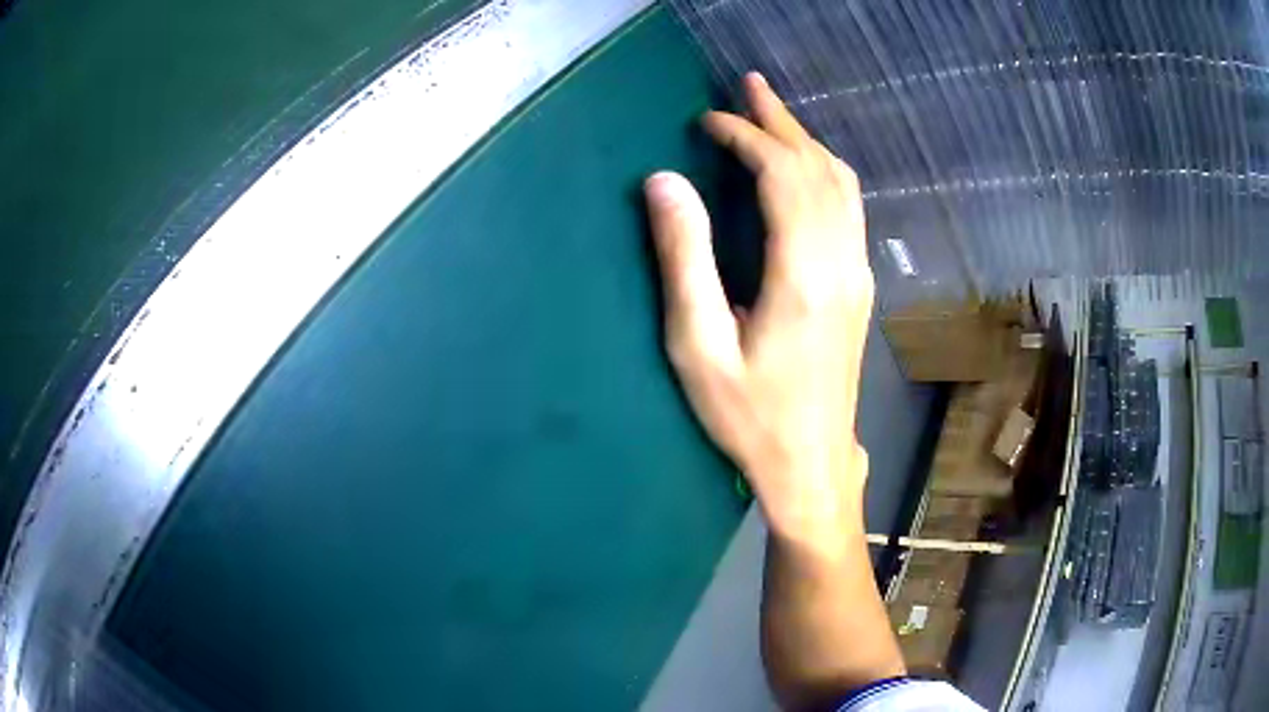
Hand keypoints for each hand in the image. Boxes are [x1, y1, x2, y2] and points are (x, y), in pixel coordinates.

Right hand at [645, 72, 873, 551]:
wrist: (809, 460)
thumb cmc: (748, 414)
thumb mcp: (697, 345)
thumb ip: (684, 258)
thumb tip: (665, 183)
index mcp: (802, 272)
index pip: (782, 174)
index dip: (746, 136)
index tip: (709, 121)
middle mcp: (840, 261)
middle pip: (818, 168)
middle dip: (781, 121)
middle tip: (750, 85)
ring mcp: (856, 273)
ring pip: (841, 184)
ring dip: (807, 142)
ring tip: (774, 114)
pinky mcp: (858, 286)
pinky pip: (849, 208)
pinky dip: (823, 172)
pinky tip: (804, 168)